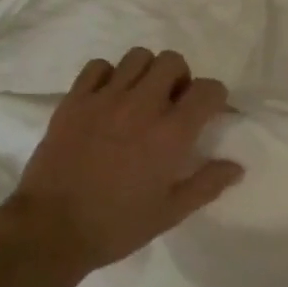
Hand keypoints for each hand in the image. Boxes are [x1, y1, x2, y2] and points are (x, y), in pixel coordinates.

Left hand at [4, 49, 242, 277]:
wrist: (50, 230)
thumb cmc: (116, 226)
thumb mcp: (170, 213)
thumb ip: (206, 184)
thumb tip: (237, 166)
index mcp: (171, 134)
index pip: (208, 89)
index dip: (215, 96)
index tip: (209, 111)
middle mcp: (142, 106)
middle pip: (172, 61)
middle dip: (180, 77)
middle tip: (172, 103)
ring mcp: (105, 98)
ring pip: (137, 57)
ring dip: (146, 72)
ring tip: (140, 97)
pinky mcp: (74, 100)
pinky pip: (97, 66)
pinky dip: (108, 75)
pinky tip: (107, 98)